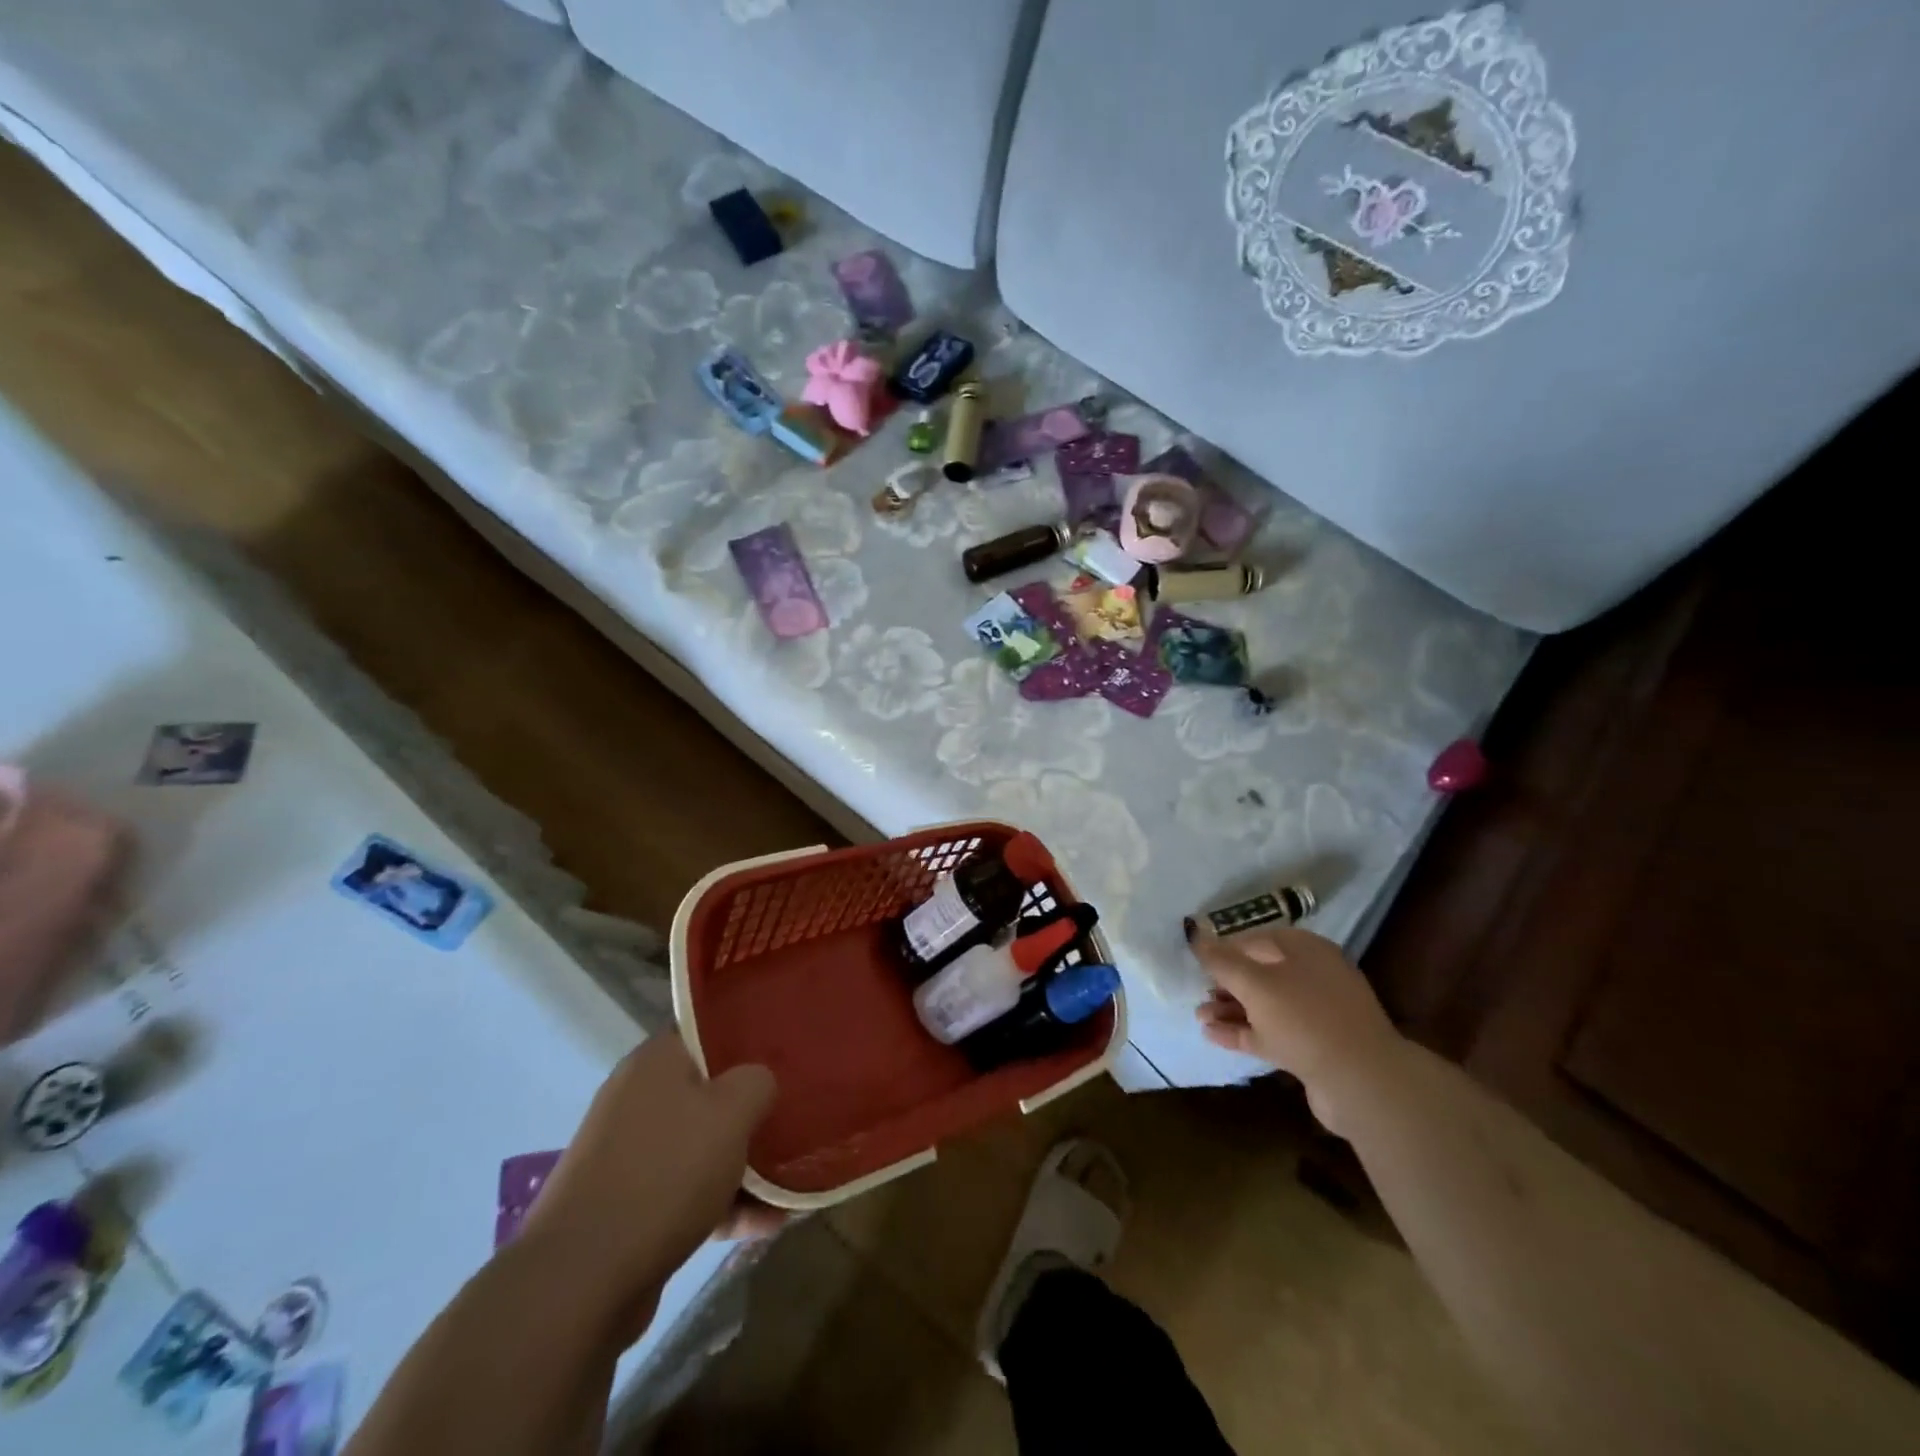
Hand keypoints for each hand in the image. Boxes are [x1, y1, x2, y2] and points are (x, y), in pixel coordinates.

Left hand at [517, 1034, 774, 1328]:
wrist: (580, 1279)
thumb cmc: (665, 1173)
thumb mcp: (732, 1111)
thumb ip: (757, 1082)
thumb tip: (759, 1082)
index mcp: (655, 1063)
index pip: (706, 1031)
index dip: (747, 1038)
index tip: (784, 1054)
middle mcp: (638, 1100)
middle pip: (708, 1091)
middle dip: (751, 1109)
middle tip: (795, 1116)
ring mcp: (629, 1156)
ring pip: (701, 1146)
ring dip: (744, 1164)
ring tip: (791, 1182)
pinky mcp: (628, 1207)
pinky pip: (688, 1193)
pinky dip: (724, 1204)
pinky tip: (766, 1224)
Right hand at [1193, 925, 1399, 1133]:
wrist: (1362, 1083)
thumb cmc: (1305, 1019)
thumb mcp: (1256, 984)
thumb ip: (1223, 961)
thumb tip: (1197, 937)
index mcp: (1306, 951)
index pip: (1258, 939)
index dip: (1226, 947)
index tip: (1198, 960)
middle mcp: (1313, 977)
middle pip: (1261, 973)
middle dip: (1227, 983)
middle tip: (1198, 991)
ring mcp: (1316, 1015)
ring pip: (1265, 1005)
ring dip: (1231, 1009)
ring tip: (1200, 1017)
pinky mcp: (1314, 1048)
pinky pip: (1271, 1033)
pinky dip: (1243, 1032)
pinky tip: (1213, 1036)